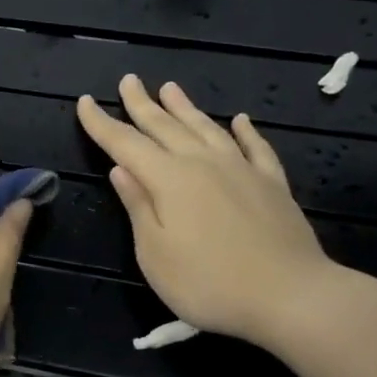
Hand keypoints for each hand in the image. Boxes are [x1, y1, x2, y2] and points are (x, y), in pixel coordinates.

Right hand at [77, 76, 345, 348]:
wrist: (291, 296)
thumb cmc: (208, 282)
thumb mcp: (154, 253)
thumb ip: (138, 206)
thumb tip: (121, 169)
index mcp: (168, 180)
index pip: (125, 144)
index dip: (102, 124)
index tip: (85, 102)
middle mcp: (203, 164)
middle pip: (165, 126)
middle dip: (142, 104)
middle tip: (128, 81)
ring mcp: (242, 170)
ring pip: (206, 128)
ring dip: (185, 108)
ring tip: (170, 88)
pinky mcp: (272, 184)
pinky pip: (255, 147)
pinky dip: (245, 131)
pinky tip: (240, 120)